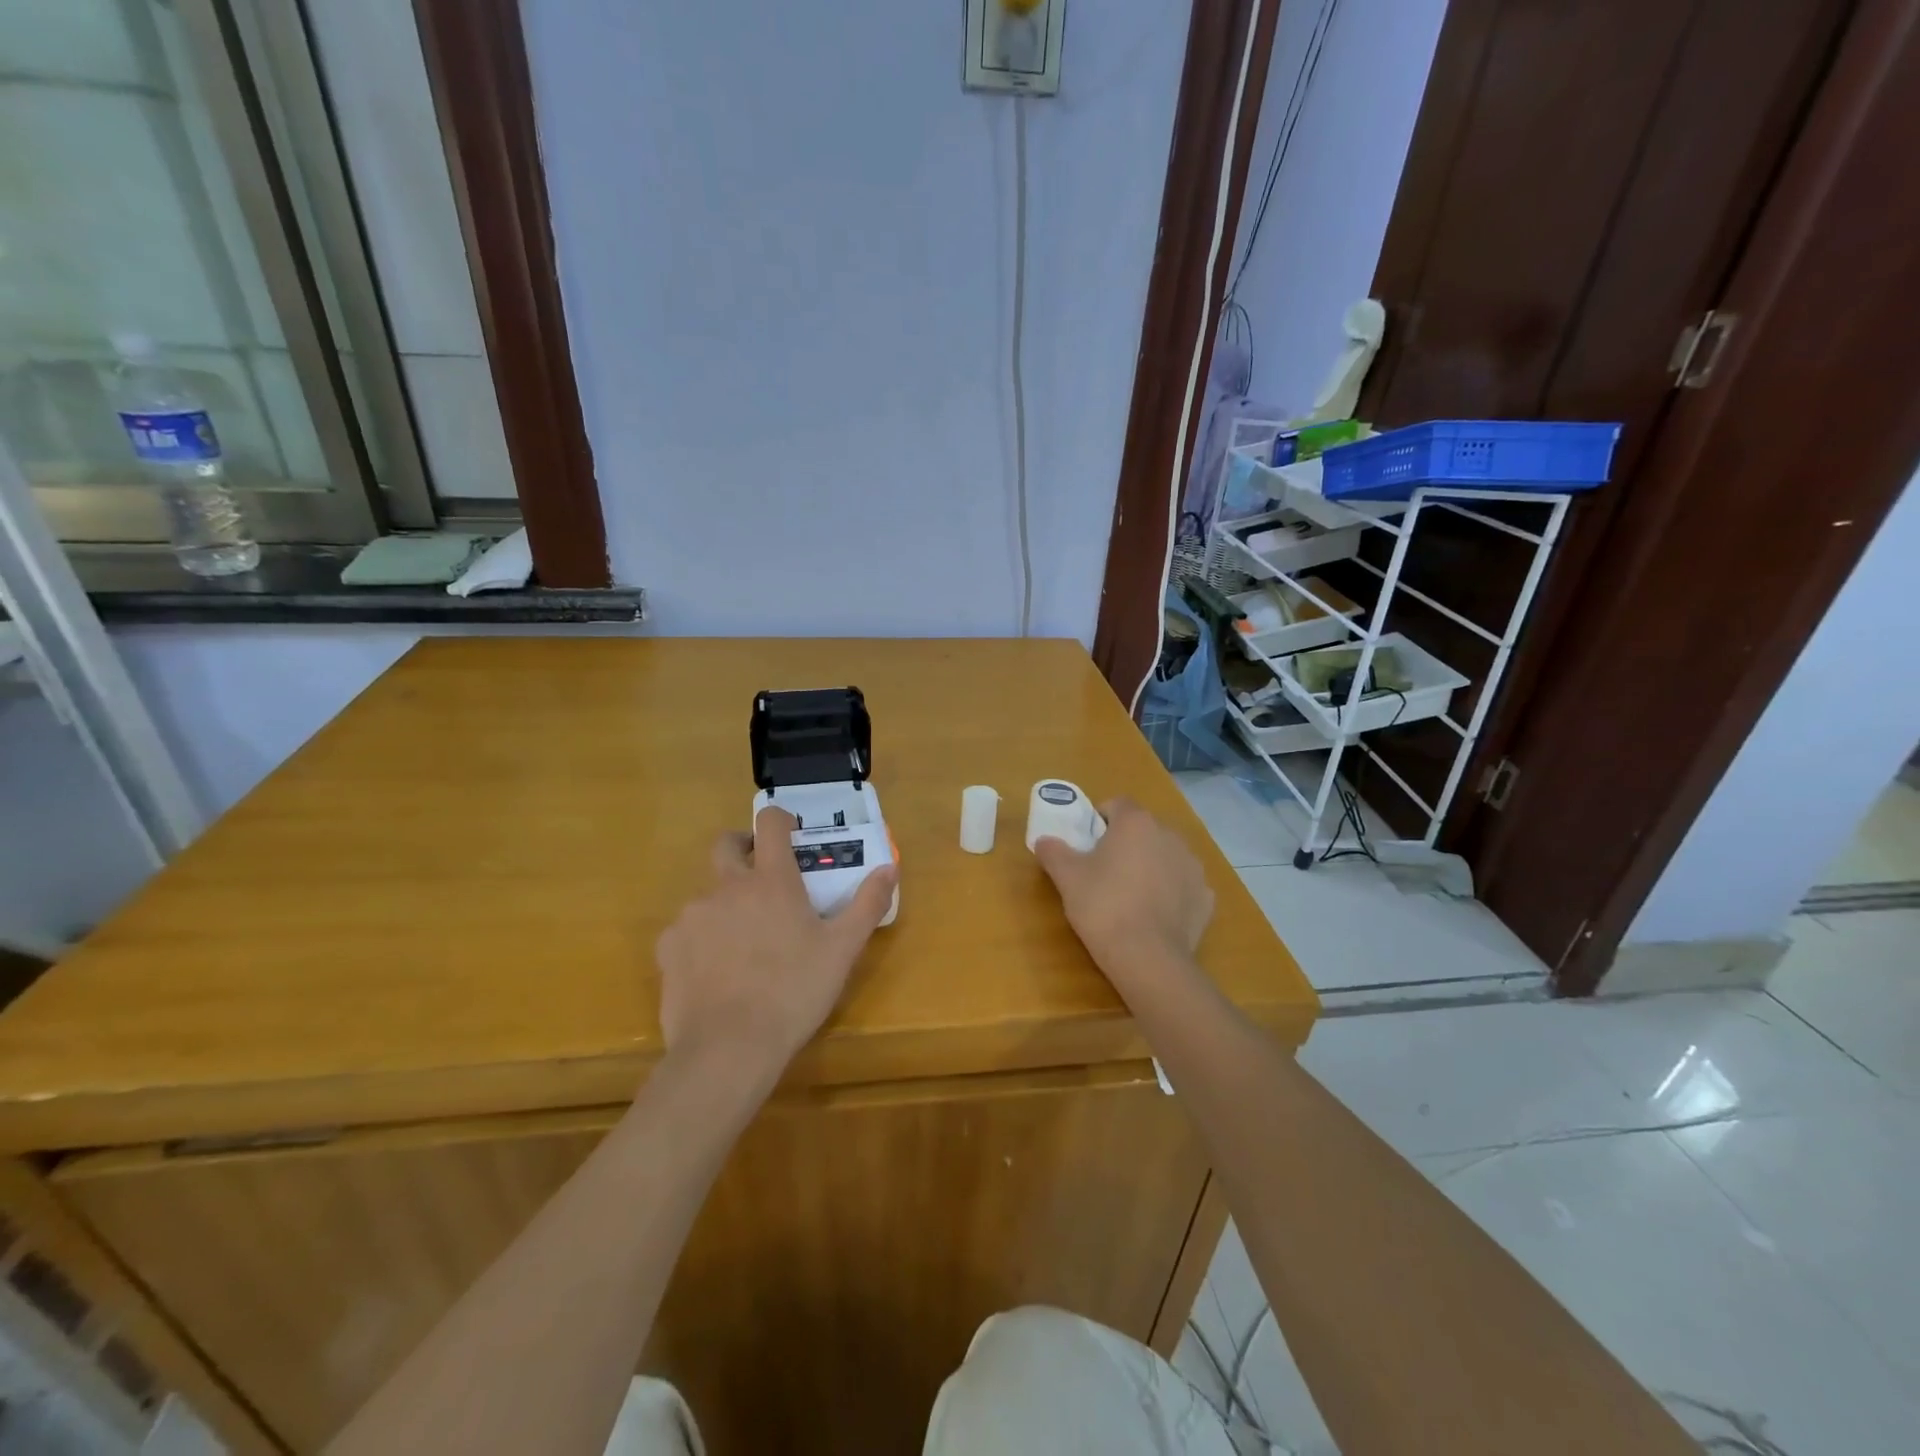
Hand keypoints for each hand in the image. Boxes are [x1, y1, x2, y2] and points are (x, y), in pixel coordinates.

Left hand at [656, 806, 896, 1080]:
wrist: (728, 1048)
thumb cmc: (794, 992)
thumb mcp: (842, 950)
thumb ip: (867, 904)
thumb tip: (890, 868)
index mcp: (772, 881)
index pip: (770, 823)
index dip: (779, 819)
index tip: (789, 833)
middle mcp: (728, 887)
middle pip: (726, 845)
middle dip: (743, 848)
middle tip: (762, 876)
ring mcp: (694, 915)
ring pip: (708, 892)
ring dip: (726, 902)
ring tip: (744, 941)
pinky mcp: (669, 947)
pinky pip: (687, 929)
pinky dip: (702, 938)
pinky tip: (715, 970)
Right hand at [1035, 798, 1213, 988]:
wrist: (1148, 958)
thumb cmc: (1103, 907)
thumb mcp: (1067, 877)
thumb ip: (1053, 851)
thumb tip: (1044, 840)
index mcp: (1136, 823)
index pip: (1117, 804)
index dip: (1100, 820)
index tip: (1087, 844)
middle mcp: (1170, 836)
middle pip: (1143, 830)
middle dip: (1126, 844)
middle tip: (1104, 872)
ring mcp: (1193, 867)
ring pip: (1165, 856)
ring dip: (1150, 866)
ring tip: (1130, 897)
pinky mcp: (1205, 897)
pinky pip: (1182, 885)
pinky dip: (1170, 893)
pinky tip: (1153, 916)